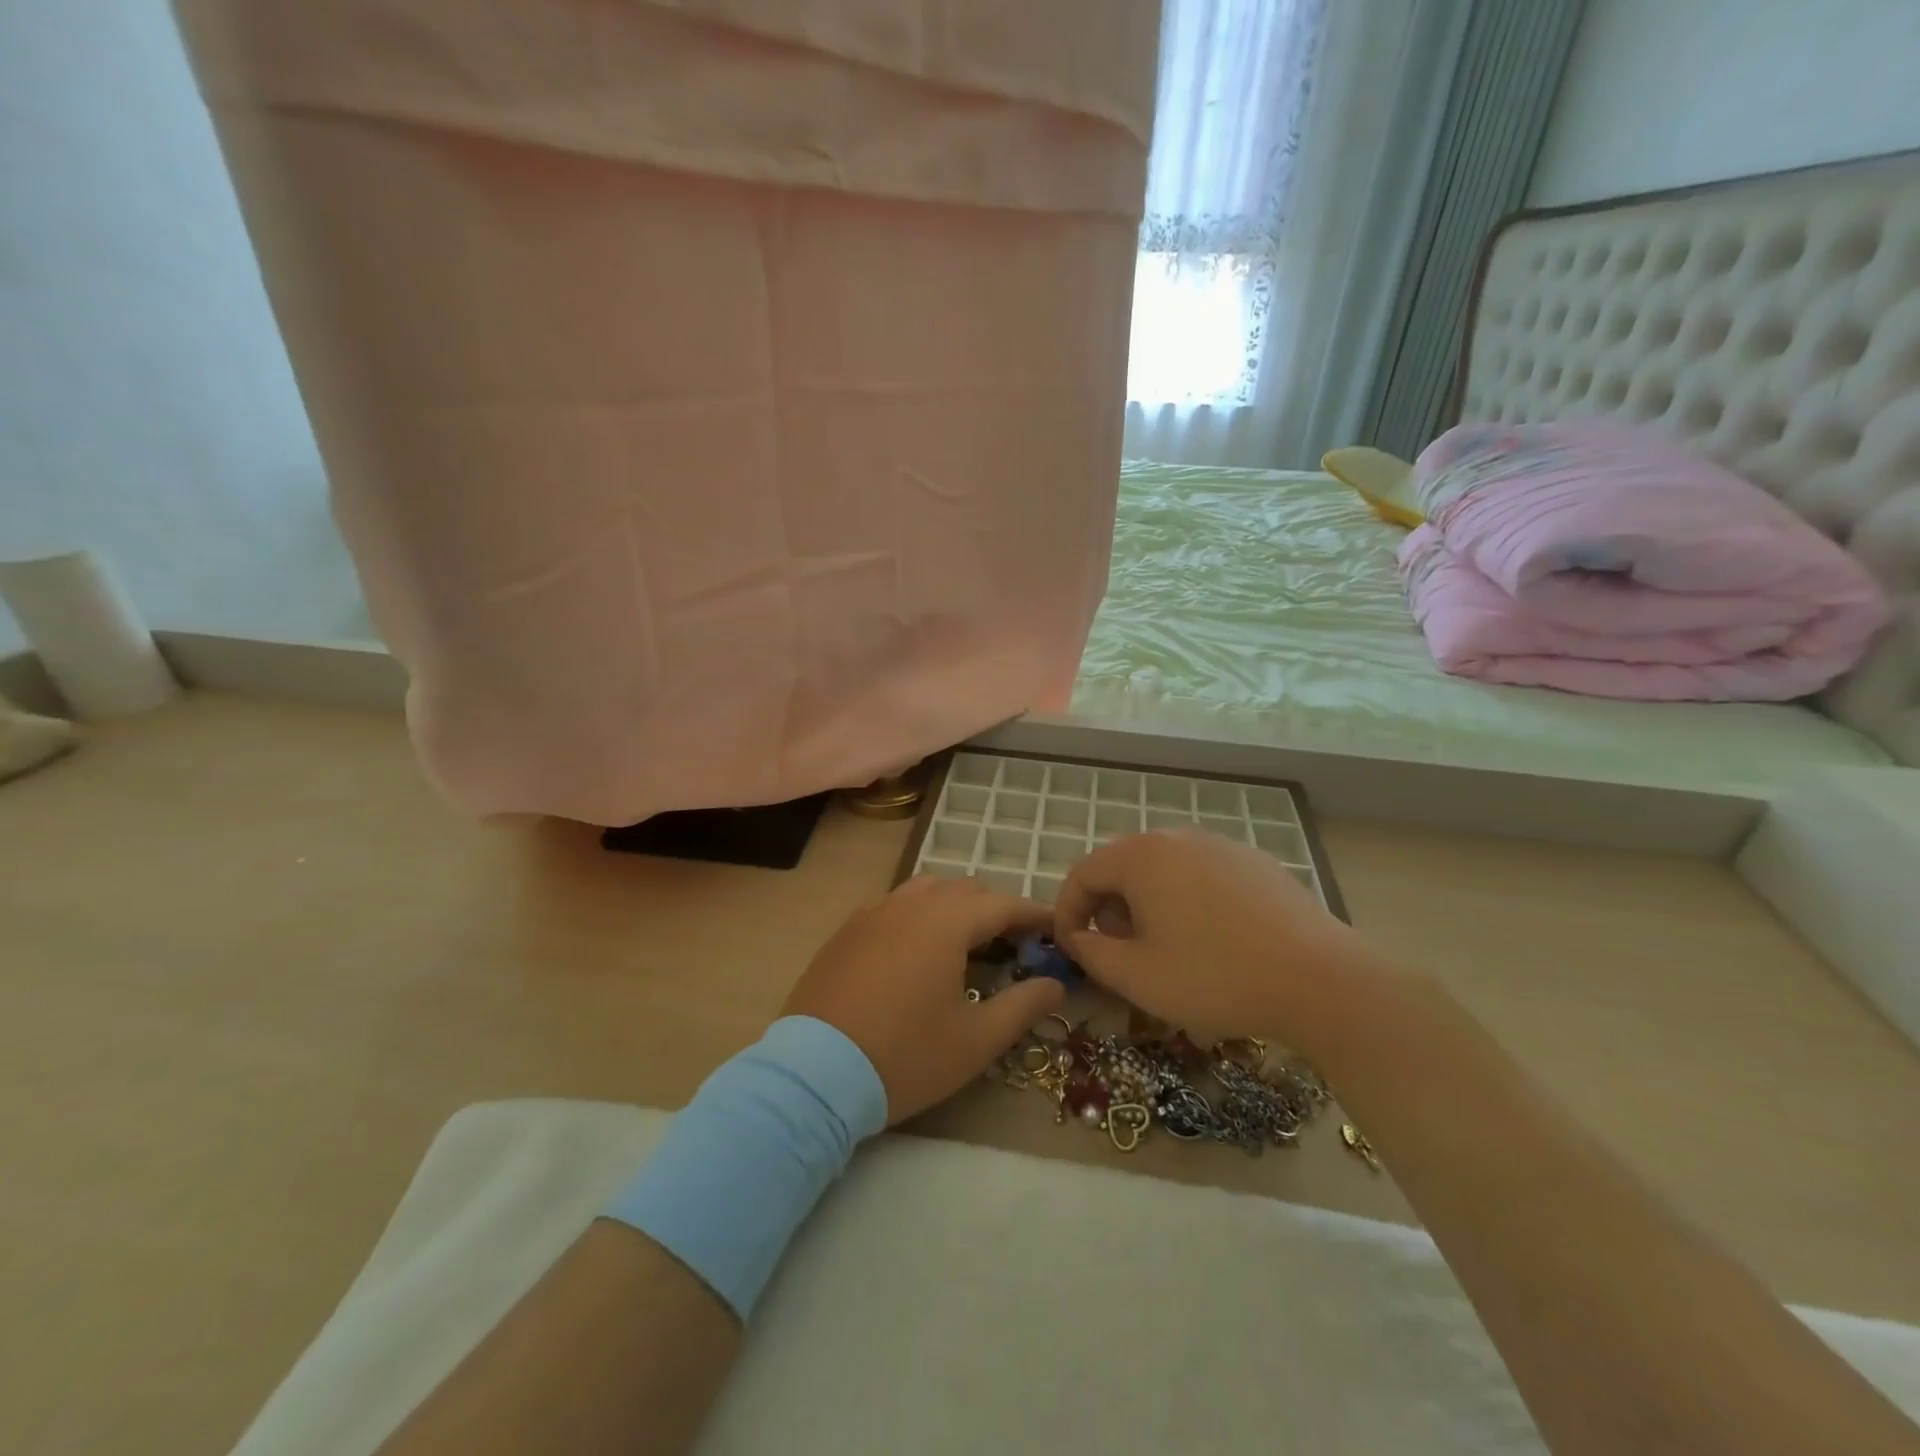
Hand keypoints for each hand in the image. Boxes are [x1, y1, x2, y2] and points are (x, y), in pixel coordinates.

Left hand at [783, 877, 1065, 1124]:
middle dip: (996, 910)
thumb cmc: (905, 1056)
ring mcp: (873, 913)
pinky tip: (917, 950)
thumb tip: (1055, 983)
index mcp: (946, 922)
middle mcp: (910, 903)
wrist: (815, 1074)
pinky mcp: (847, 931)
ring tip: (967, 943)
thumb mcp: (976, 1040)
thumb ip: (1023, 1005)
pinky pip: (894, 905)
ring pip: (926, 890)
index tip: (1056, 929)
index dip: (1034, 915)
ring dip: (955, 906)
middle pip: (965, 890)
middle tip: (1015, 945)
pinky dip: (919, 915)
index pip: (1003, 905)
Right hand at [1051, 829, 1369, 1047]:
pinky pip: (1201, 875)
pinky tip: (1210, 939)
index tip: (1071, 948)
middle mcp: (1177, 837)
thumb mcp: (1137, 977)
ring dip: (1147, 904)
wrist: (1320, 980)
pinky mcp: (1254, 862)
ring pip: (1163, 869)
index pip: (1083, 873)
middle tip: (1117, 952)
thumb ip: (1092, 954)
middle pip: (1123, 866)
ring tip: (1162, 947)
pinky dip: (1186, 900)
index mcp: (1141, 856)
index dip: (1067, 911)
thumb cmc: (1215, 976)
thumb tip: (1077, 938)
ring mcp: (1221, 845)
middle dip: (1108, 908)